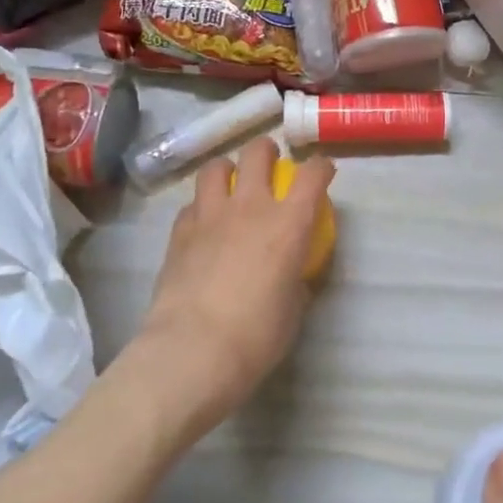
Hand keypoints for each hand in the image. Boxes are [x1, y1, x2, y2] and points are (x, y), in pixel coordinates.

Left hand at [129, 138, 335, 431]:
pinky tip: (203, 225)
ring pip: (215, 167)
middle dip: (267, 151)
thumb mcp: (293, 310)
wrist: (193, 352)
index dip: (321, 167)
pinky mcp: (179, 232)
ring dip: (227, 170)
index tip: (323, 172)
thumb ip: (296, 281)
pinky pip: (191, 205)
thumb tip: (292, 275)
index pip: (313, 175)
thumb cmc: (256, 337)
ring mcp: (210, 215)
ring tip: (230, 184)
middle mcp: (251, 206)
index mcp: (289, 223)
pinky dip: (200, 208)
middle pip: (257, 153)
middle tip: (270, 163)